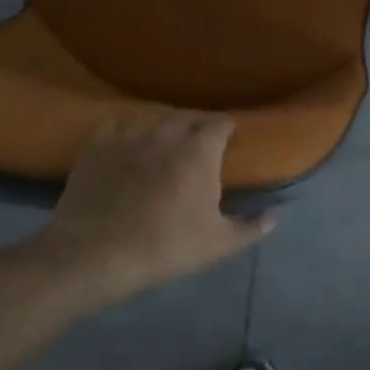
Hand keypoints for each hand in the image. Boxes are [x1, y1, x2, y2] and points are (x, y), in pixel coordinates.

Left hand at [33, 114, 273, 301]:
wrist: (96, 253)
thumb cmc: (166, 246)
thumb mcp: (218, 244)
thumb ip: (249, 228)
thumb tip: (272, 218)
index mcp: (199, 150)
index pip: (221, 124)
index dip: (228, 128)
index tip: (231, 137)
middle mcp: (166, 133)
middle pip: (188, 116)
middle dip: (199, 124)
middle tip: (202, 140)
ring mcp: (129, 136)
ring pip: (153, 119)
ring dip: (164, 127)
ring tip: (165, 141)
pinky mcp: (97, 146)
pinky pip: (116, 126)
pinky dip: (126, 131)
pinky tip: (126, 143)